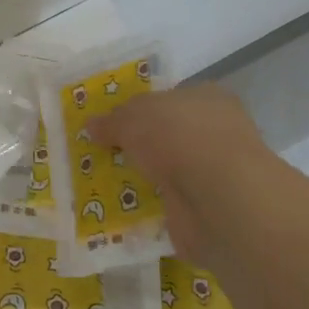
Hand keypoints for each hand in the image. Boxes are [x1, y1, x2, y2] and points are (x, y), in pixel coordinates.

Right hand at [91, 83, 271, 271]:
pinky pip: (172, 203)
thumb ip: (113, 121)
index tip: (113, 123)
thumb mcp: (133, 118)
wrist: (216, 197)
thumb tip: (92, 125)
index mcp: (207, 98)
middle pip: (169, 135)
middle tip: (105, 154)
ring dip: (146, 177)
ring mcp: (215, 172)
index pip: (171, 98)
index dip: (141, 109)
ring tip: (108, 184)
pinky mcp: (210, 208)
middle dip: (141, 146)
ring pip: (171, 170)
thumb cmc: (178, 137)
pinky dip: (153, 207)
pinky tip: (126, 211)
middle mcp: (216, 132)